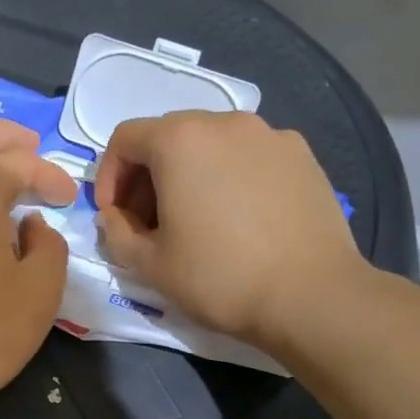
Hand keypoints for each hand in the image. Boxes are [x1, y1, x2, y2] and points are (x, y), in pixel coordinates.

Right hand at [93, 111, 366, 353]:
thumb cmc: (218, 277)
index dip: (109, 177)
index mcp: (180, 140)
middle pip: (168, 136)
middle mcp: (224, 123)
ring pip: (211, 144)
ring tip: (196, 221)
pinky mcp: (302, 155)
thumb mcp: (149, 265)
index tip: (115, 216)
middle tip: (150, 223)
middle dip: (148, 176)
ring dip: (189, 175)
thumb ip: (117, 233)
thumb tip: (116, 217)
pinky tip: (240, 218)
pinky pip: (249, 156)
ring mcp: (270, 135)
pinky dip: (230, 176)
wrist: (310, 295)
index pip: (125, 139)